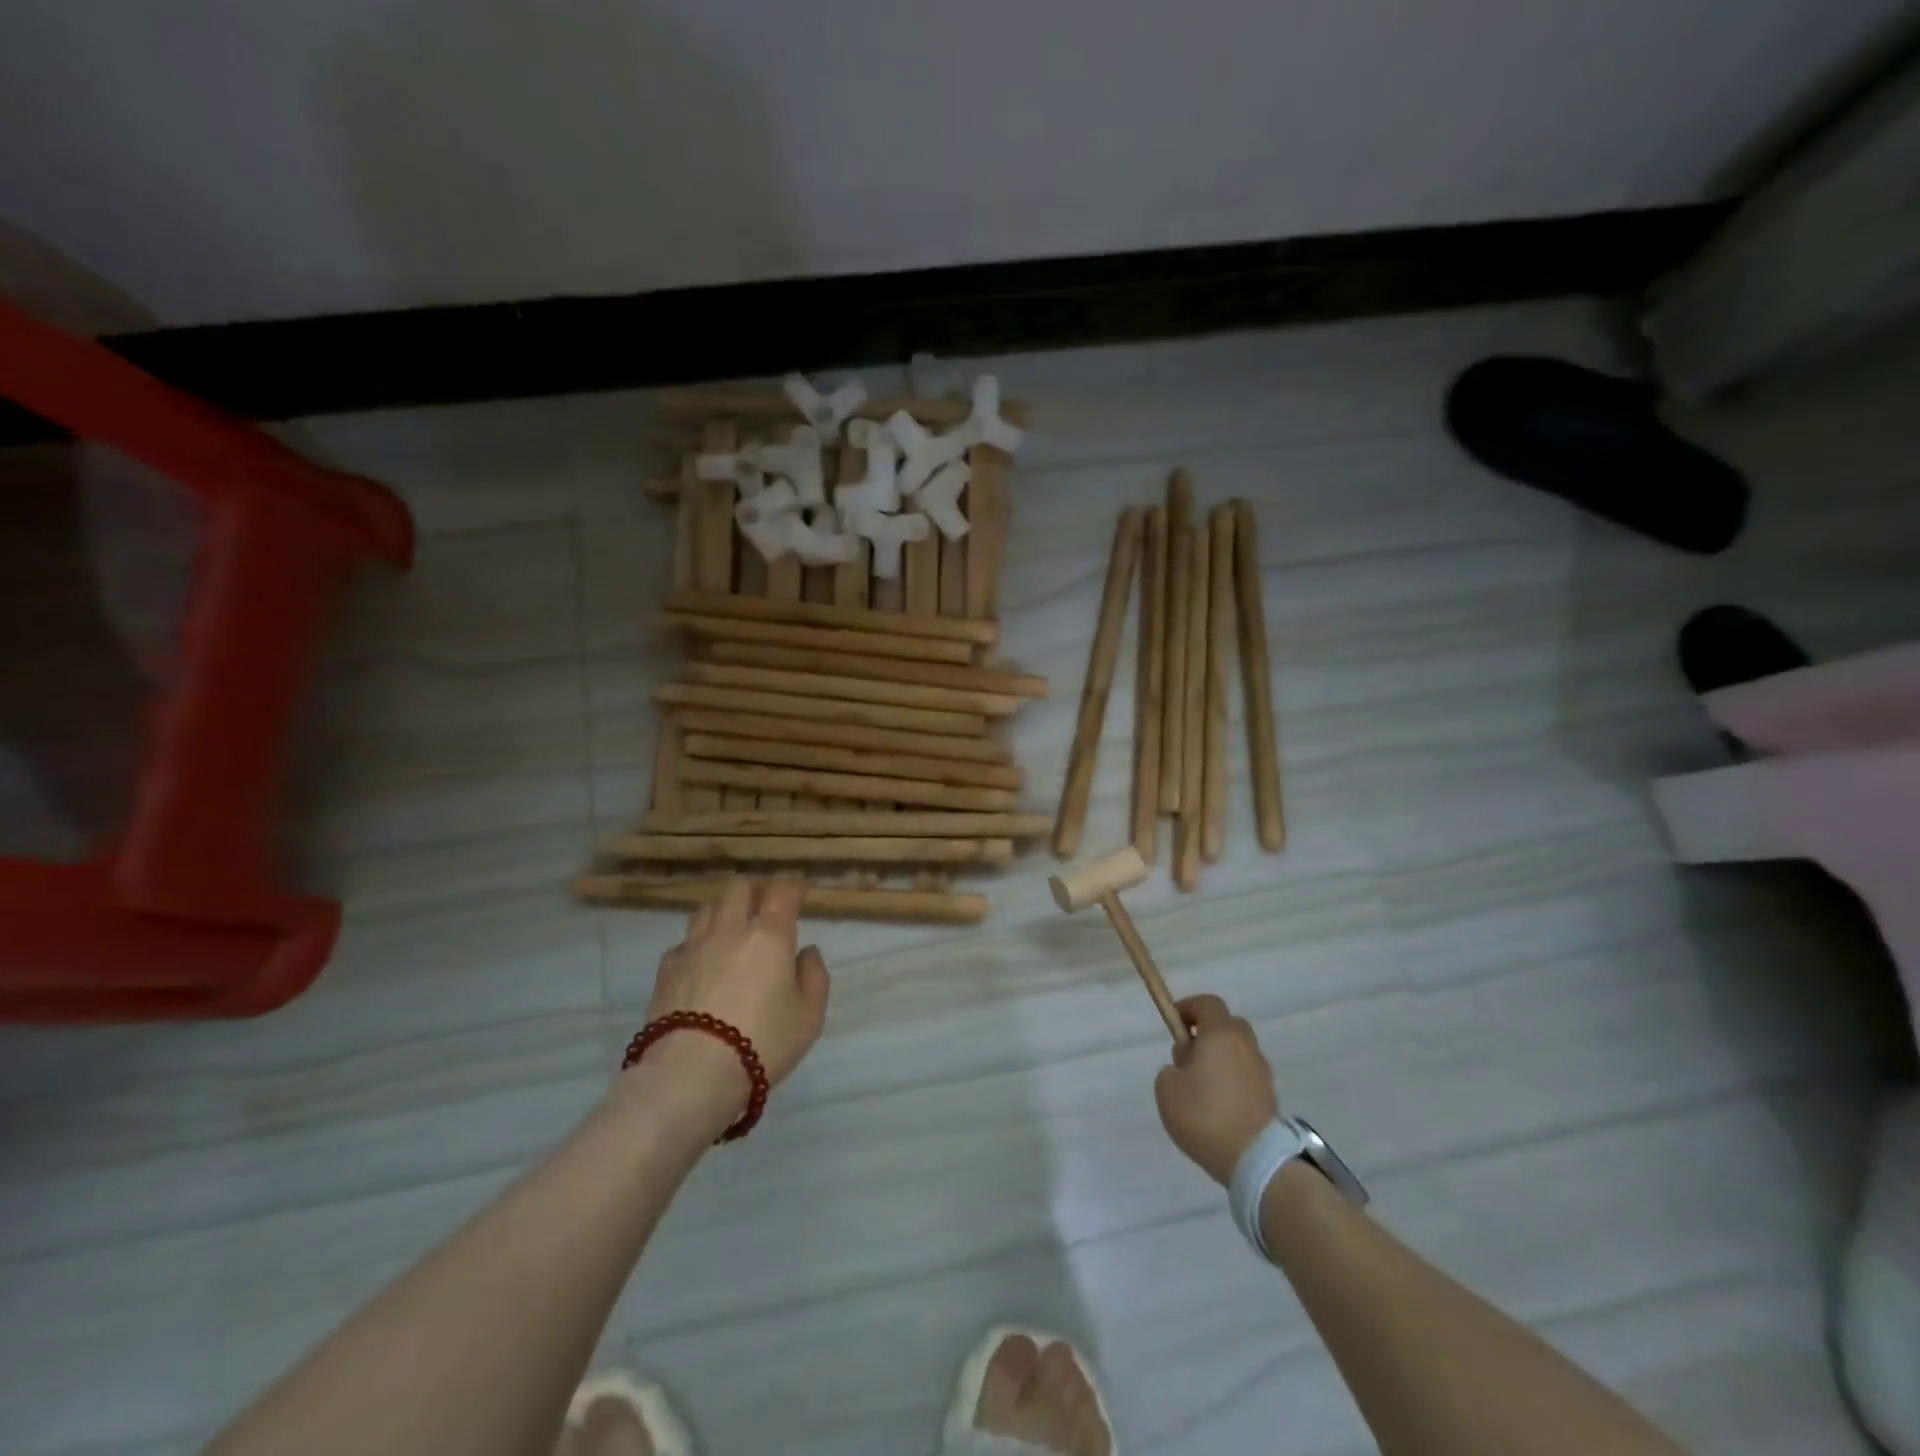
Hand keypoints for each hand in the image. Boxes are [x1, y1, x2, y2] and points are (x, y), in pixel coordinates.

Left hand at [636, 878, 831, 1114]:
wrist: (691, 1075)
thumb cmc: (762, 1043)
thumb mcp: (809, 1016)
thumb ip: (814, 977)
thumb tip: (806, 952)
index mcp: (769, 935)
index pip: (781, 892)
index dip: (792, 887)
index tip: (799, 893)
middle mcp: (730, 930)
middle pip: (739, 889)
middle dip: (756, 891)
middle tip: (765, 907)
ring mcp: (693, 948)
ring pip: (707, 909)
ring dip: (723, 913)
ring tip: (731, 931)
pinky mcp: (666, 971)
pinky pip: (683, 943)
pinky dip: (697, 945)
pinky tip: (701, 964)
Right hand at [1154, 995, 1279, 1184]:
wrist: (1255, 1159)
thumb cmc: (1205, 1115)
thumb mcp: (1167, 1088)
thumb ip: (1171, 1069)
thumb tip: (1187, 1068)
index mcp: (1221, 1034)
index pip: (1207, 1003)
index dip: (1188, 1008)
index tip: (1174, 1024)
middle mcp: (1245, 1045)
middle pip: (1226, 1025)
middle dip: (1206, 1033)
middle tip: (1187, 1057)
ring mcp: (1262, 1070)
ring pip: (1237, 1051)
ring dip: (1220, 1059)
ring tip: (1201, 1087)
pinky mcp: (1270, 1095)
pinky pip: (1245, 1075)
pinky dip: (1232, 1080)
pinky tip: (1218, 1106)